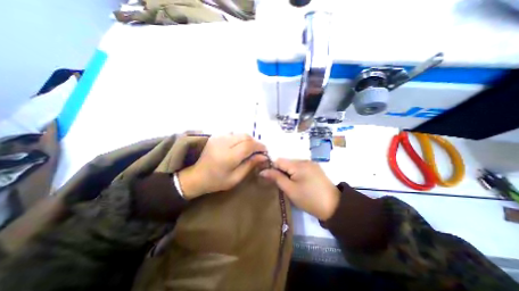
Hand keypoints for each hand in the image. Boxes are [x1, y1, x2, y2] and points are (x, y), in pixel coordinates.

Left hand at [179, 134, 266, 199]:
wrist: (196, 176)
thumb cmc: (216, 181)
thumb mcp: (236, 178)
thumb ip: (250, 165)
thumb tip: (264, 156)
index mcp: (228, 156)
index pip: (248, 145)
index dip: (260, 146)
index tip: (265, 151)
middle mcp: (223, 143)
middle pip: (245, 136)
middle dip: (255, 142)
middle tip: (258, 151)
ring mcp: (218, 137)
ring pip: (240, 134)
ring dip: (248, 140)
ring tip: (250, 149)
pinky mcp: (216, 136)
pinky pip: (233, 134)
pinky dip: (240, 139)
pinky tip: (240, 147)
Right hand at [259, 160, 341, 219]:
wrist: (335, 207)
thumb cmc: (309, 199)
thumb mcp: (290, 190)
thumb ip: (276, 178)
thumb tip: (263, 171)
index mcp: (298, 164)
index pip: (279, 160)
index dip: (272, 168)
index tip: (270, 178)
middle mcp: (305, 160)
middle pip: (286, 162)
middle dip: (281, 171)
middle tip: (282, 184)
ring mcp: (311, 163)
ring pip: (293, 165)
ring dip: (288, 172)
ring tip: (290, 184)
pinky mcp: (315, 168)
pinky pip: (300, 167)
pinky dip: (296, 173)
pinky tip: (299, 182)